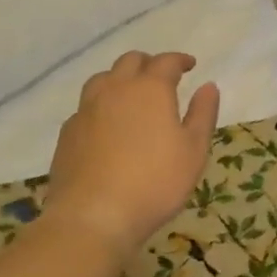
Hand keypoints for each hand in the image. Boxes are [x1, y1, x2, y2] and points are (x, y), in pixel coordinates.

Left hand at [44, 51, 220, 258]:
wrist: (93, 216)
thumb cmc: (155, 183)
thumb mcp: (193, 151)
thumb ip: (202, 114)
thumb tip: (208, 86)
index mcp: (150, 89)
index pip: (166, 62)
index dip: (180, 60)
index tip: (190, 65)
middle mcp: (115, 89)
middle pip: (130, 61)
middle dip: (149, 64)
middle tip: (162, 78)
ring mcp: (86, 109)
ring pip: (103, 79)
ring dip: (120, 79)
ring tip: (131, 96)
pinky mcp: (68, 131)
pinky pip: (86, 106)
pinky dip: (101, 105)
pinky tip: (107, 125)